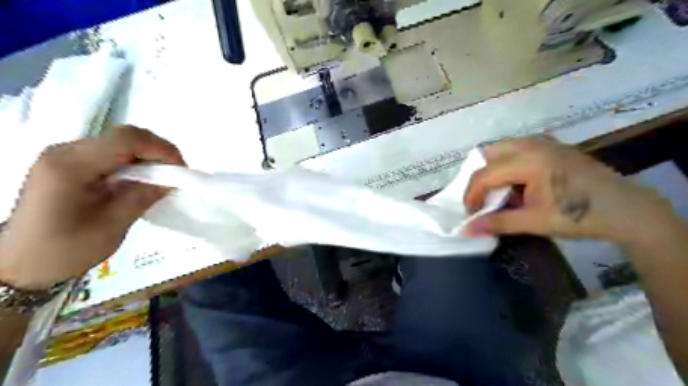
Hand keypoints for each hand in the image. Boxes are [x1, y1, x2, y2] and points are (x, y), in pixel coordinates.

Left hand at [0, 127, 185, 288]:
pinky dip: (134, 161)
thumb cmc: (65, 249)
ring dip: (147, 156)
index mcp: (71, 166)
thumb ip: (143, 196)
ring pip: (120, 141)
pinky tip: (141, 179)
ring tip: (162, 178)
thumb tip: (172, 180)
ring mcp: (65, 155)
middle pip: (124, 136)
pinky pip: (111, 152)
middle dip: (157, 150)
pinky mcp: (69, 163)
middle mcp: (65, 151)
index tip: (181, 170)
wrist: (20, 264)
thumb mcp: (113, 225)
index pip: (127, 140)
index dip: (161, 149)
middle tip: (175, 173)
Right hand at [461, 136, 675, 244]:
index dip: (471, 196)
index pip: (484, 175)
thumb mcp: (535, 222)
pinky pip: (517, 149)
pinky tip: (518, 183)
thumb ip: (497, 223)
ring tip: (499, 193)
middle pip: (487, 155)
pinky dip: (508, 165)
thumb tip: (466, 230)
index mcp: (528, 160)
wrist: (628, 210)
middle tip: (482, 200)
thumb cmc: (580, 216)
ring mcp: (543, 141)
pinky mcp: (551, 145)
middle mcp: (531, 143)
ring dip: (493, 170)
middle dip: (479, 179)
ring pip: (501, 149)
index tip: (471, 214)